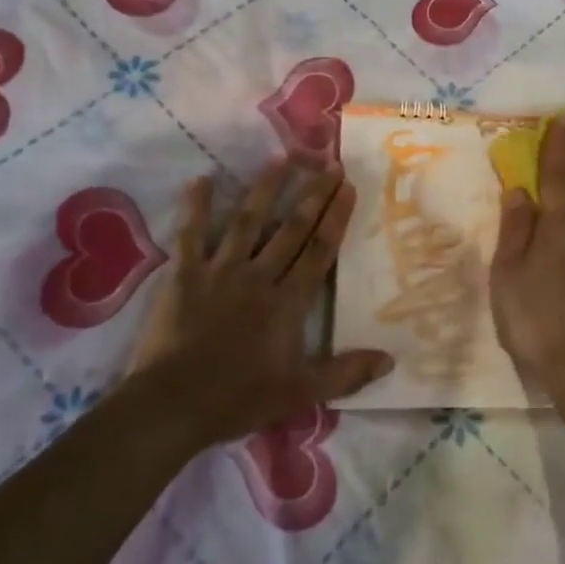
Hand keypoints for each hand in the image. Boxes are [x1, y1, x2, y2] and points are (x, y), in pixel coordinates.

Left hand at [129, 160, 392, 450]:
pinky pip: (191, 235)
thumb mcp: (301, 392)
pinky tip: (200, 179)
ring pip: (247, 222)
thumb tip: (390, 361)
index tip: (347, 186)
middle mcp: (259, 277)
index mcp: (288, 302)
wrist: (174, 405)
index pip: (318, 251)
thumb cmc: (240, 398)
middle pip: (291, 229)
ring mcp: (220, 272)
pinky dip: (195, 207)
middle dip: (312, 194)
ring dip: (265, 189)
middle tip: (328, 162)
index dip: (335, 217)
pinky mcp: (185, 276)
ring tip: (280, 158)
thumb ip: (345, 373)